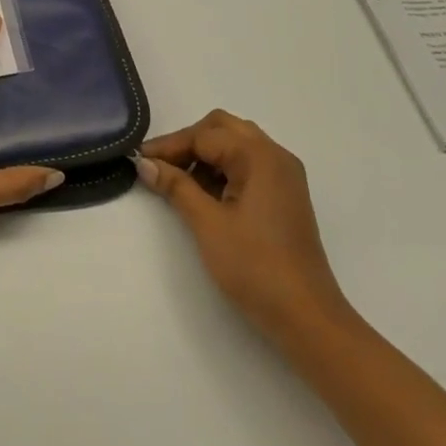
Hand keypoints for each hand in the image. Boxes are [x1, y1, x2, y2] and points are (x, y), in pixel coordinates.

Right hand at [136, 110, 350, 339]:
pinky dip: (223, 171)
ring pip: (237, 146)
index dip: (169, 145)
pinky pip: (249, 166)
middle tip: (160, 166)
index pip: (205, 136)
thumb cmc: (255, 266)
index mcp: (259, 156)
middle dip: (189, 143)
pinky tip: (205, 195)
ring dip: (206, 156)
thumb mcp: (208, 224)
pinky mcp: (285, 195)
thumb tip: (145, 164)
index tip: (139, 159)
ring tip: (178, 182)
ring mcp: (284, 175)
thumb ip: (176, 187)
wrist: (305, 315)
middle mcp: (275, 156)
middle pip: (224, 129)